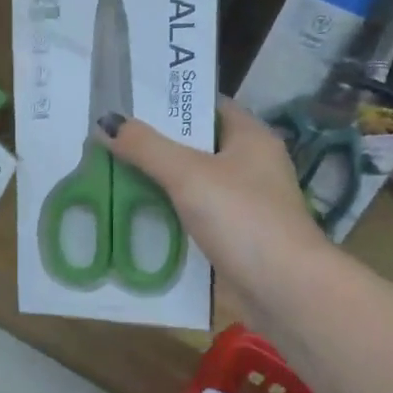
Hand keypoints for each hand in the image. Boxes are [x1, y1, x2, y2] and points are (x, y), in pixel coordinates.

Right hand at [101, 99, 328, 325]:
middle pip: (198, 146)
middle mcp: (253, 165)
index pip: (208, 106)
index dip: (172, 103)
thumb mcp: (188, 175)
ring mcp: (247, 204)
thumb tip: (106, 123)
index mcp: (251, 137)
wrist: (285, 290)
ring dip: (161, 183)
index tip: (130, 105)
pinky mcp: (238, 237)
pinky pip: (197, 216)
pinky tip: (140, 217)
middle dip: (157, 145)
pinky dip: (172, 215)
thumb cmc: (242, 219)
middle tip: (112, 142)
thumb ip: (146, 147)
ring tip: (115, 176)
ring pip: (195, 184)